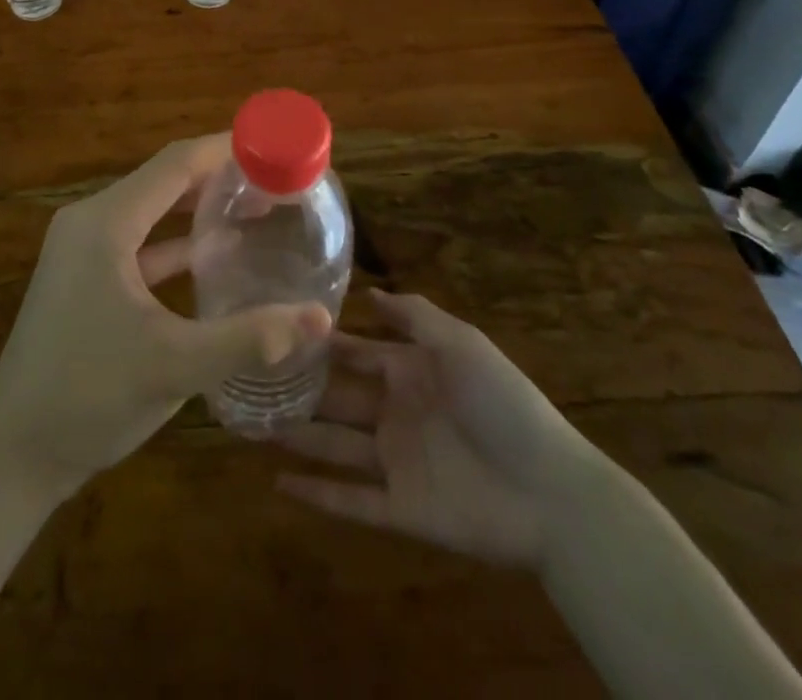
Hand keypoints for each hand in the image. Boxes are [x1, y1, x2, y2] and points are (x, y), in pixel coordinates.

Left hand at [0, 136, 333, 498]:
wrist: (14, 455)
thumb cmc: (88, 398)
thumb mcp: (176, 365)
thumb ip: (250, 337)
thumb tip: (321, 318)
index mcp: (105, 223)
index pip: (175, 163)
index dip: (226, 149)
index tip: (273, 145)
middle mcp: (91, 222)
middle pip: (164, 180)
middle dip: (220, 176)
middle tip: (276, 179)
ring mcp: (84, 250)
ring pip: (153, 210)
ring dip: (200, 207)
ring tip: (258, 207)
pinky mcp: (85, 277)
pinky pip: (140, 242)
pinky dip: (178, 242)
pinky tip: (218, 253)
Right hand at [275, 290, 596, 569]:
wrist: (551, 492)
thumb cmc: (503, 405)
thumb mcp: (462, 345)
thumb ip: (416, 317)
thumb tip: (370, 291)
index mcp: (412, 372)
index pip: (358, 352)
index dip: (323, 344)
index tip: (279, 329)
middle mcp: (397, 412)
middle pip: (338, 398)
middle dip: (300, 389)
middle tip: (250, 379)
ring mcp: (397, 462)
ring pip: (335, 445)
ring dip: (297, 437)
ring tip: (250, 425)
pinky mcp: (400, 509)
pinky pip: (351, 500)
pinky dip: (316, 494)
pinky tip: (277, 485)